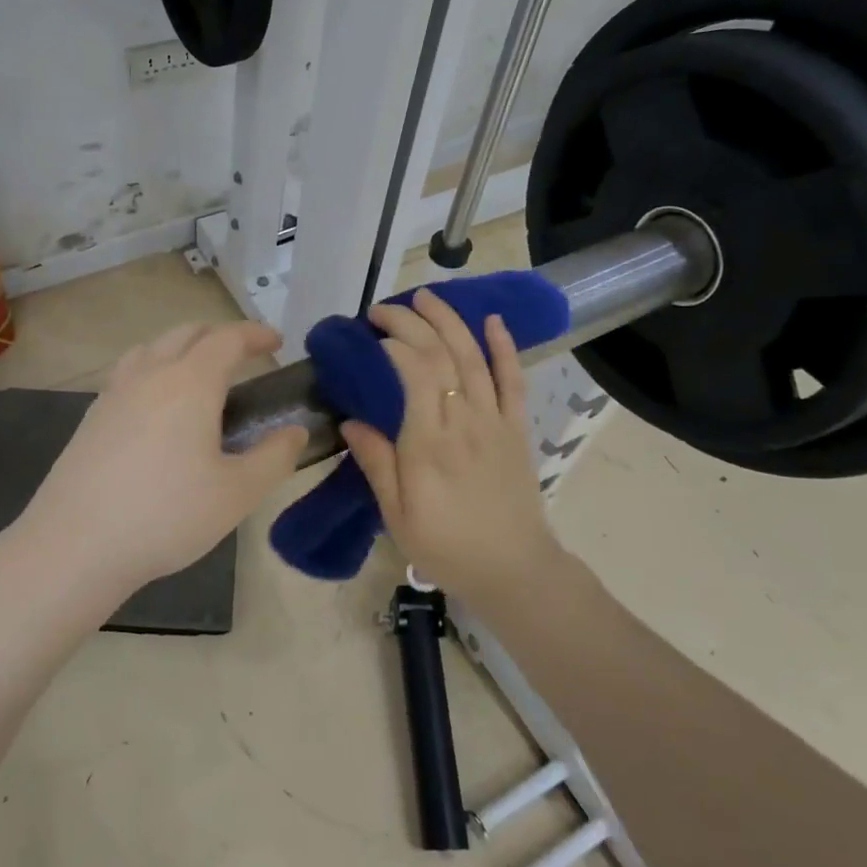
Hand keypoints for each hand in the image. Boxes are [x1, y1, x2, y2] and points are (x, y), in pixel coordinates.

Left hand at [17, 321, 307, 597]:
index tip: (276, 342)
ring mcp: (114, 393)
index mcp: (190, 383)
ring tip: (199, 373)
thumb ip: (274, 457)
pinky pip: (128, 372)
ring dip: (182, 347)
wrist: (76, 545)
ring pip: (151, 348)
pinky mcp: (92, 417)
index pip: (228, 339)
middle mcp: (150, 375)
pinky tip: (157, 407)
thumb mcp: (237, 494)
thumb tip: (295, 432)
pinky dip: (153, 369)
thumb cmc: (166, 515)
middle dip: (219, 335)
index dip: (255, 334)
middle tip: (243, 355)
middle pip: (186, 333)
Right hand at [340, 291, 562, 601]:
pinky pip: (513, 380)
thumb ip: (376, 463)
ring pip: (474, 358)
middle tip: (383, 309)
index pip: (416, 374)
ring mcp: (495, 421)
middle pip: (442, 356)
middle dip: (413, 323)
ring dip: (451, 322)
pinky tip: (492, 321)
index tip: (373, 333)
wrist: (513, 569)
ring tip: (426, 297)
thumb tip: (350, 421)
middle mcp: (464, 421)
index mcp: (429, 444)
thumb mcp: (398, 515)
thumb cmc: (446, 546)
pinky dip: (504, 347)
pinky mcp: (515, 428)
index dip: (396, 343)